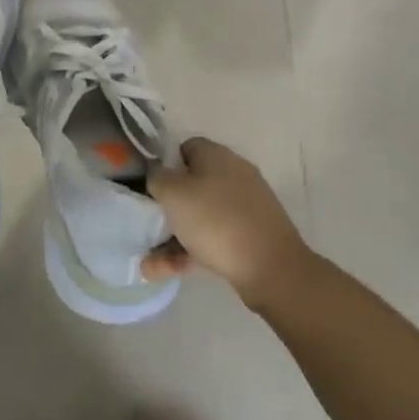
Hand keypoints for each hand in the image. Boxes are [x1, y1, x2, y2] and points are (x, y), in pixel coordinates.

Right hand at [143, 137, 316, 309]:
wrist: (271, 267)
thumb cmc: (216, 221)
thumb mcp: (174, 194)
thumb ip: (157, 178)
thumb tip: (157, 173)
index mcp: (217, 156)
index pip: (185, 148)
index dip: (164, 165)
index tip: (149, 186)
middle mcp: (233, 175)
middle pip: (191, 185)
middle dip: (166, 208)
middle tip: (147, 225)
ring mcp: (244, 206)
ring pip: (200, 216)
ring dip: (173, 237)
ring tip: (150, 263)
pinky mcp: (250, 234)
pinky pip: (213, 237)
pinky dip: (192, 252)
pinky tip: (168, 271)